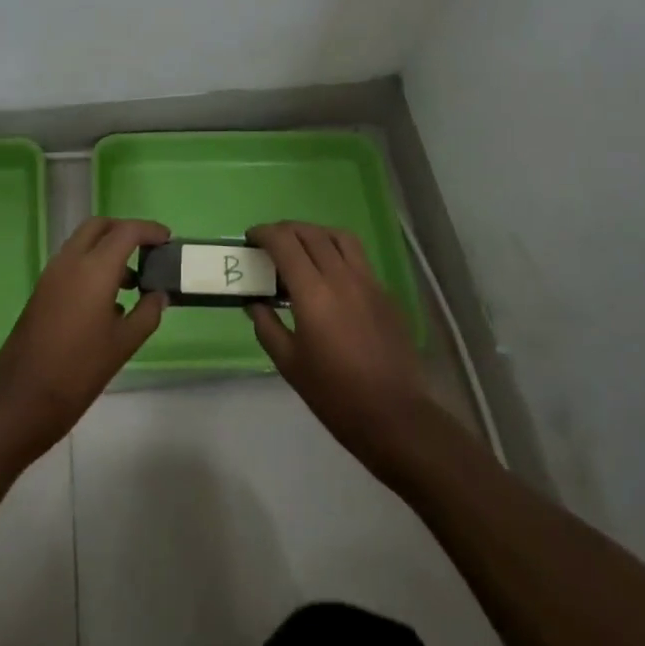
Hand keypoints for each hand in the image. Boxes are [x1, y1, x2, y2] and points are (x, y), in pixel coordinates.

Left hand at [0, 217, 168, 462]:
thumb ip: (147, 313)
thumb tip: (159, 295)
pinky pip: (71, 263)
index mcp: (94, 269)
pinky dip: (91, 265)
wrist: (22, 399)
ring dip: (106, 249)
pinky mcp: (42, 290)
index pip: (126, 231)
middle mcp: (70, 261)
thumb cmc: (79, 370)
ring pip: (82, 243)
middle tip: (147, 250)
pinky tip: (108, 301)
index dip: (149, 230)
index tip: (167, 238)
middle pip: (99, 226)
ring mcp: (51, 274)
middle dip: (124, 231)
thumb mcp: (123, 344)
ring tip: (132, 282)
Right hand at [246, 221, 439, 483]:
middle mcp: (341, 277)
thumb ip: (267, 327)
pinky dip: (337, 252)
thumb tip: (254, 304)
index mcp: (313, 293)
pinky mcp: (385, 293)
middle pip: (311, 233)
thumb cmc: (334, 394)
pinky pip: (358, 258)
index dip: (264, 233)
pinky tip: (330, 275)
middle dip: (286, 230)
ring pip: (339, 237)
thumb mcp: (289, 364)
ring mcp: (368, 282)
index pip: (284, 242)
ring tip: (302, 247)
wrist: (394, 415)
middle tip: (270, 243)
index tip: (250, 239)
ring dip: (315, 233)